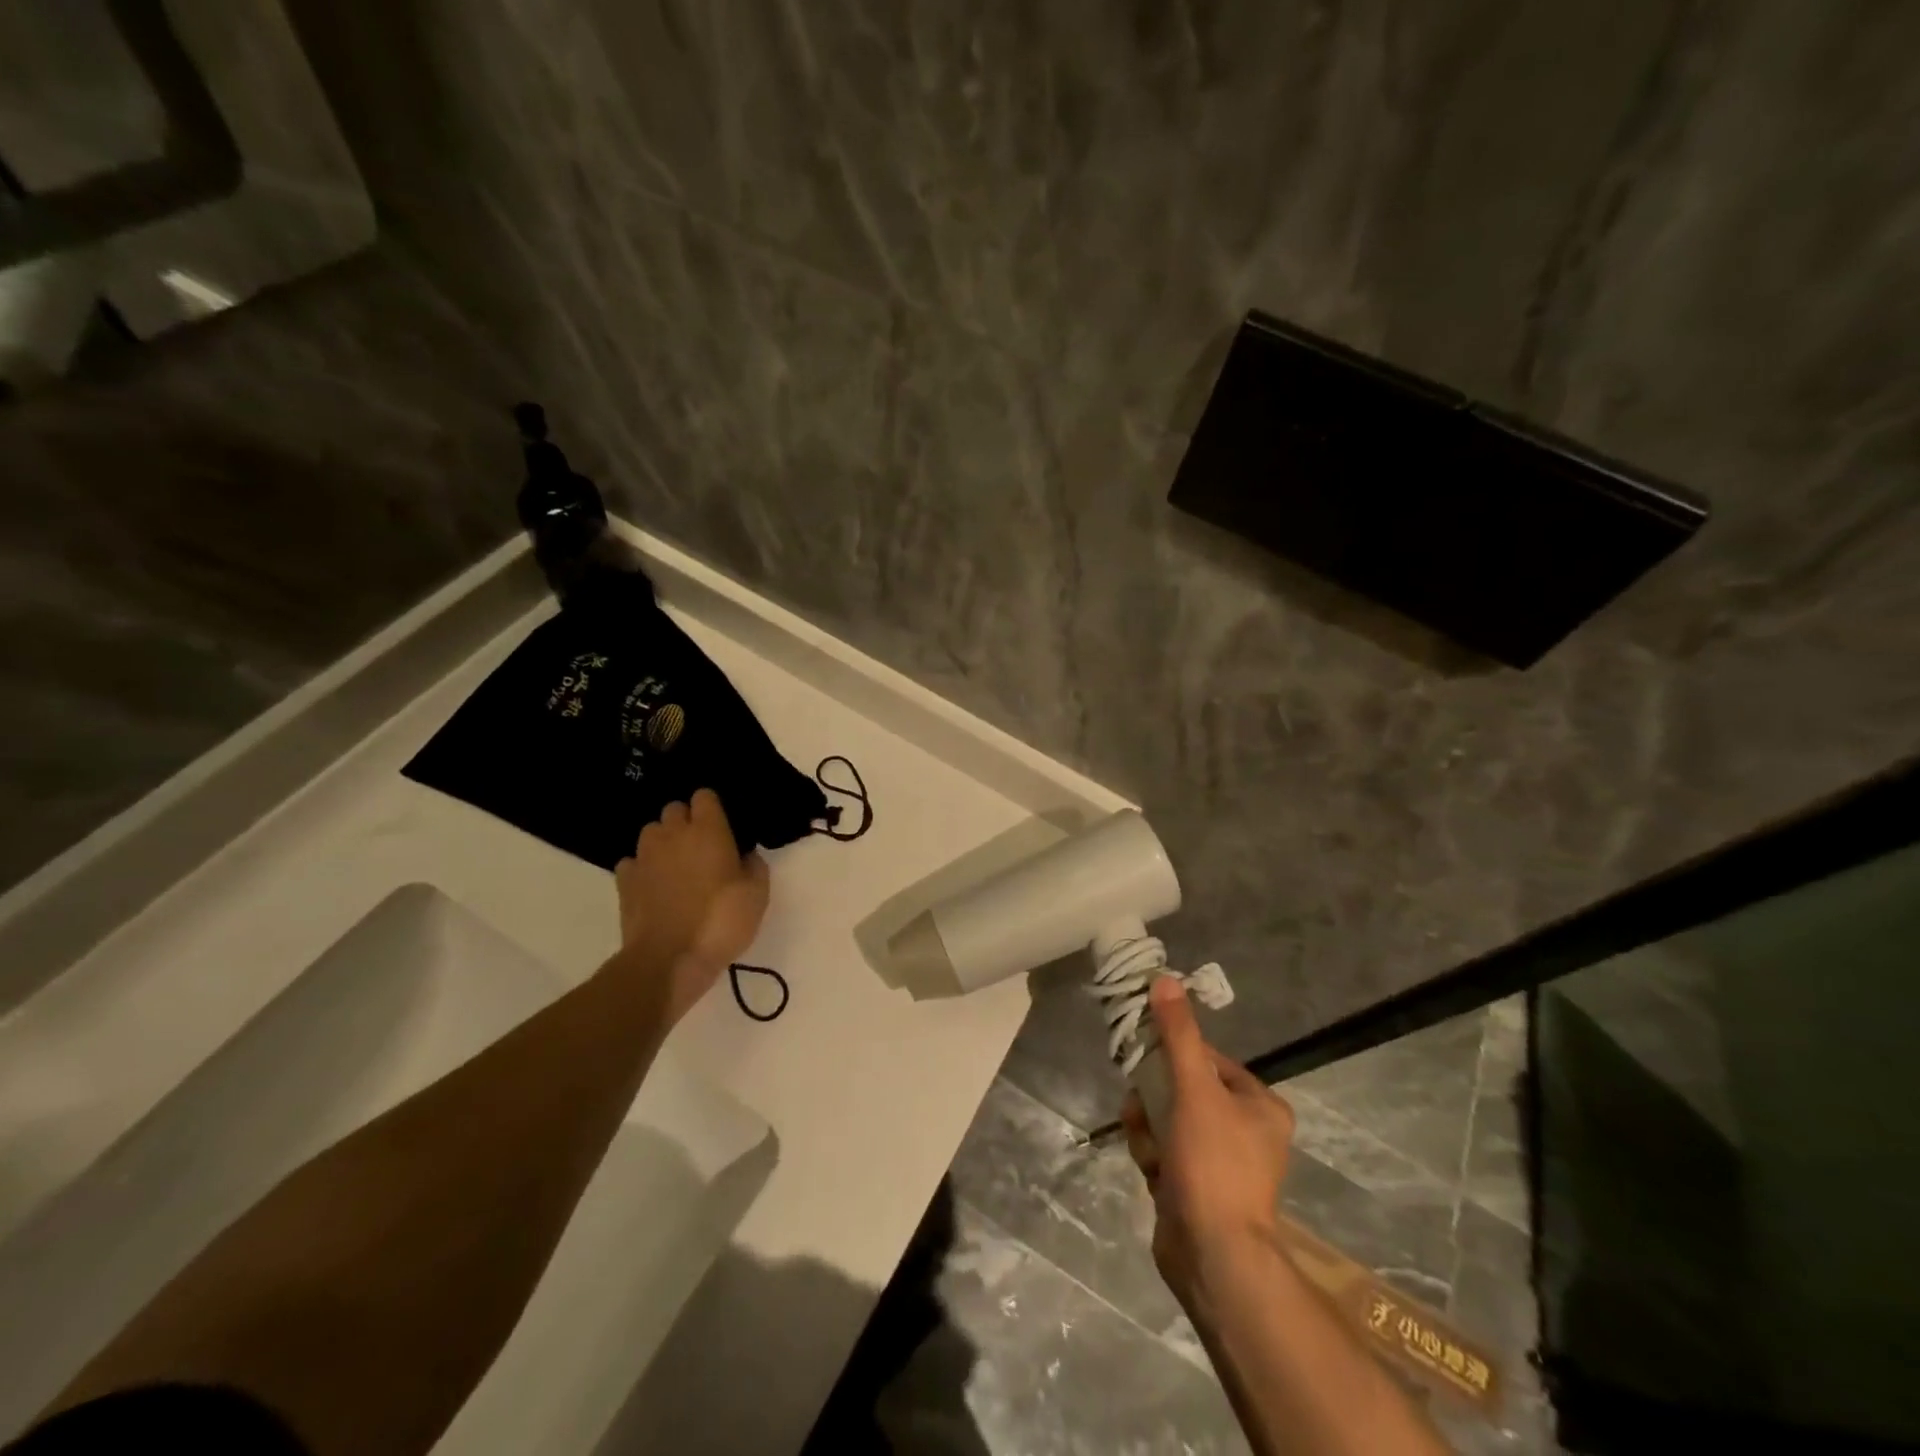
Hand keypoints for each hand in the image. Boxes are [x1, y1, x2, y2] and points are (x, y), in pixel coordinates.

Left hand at [613, 789, 769, 1020]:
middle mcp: (672, 834)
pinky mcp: (624, 881)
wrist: (668, 960)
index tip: (723, 825)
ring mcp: (644, 856)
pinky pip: (632, 861)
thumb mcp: (757, 896)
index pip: (705, 796)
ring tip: (676, 864)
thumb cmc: (720, 922)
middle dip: (686, 821)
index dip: (713, 807)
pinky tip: (653, 885)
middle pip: (674, 809)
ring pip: (651, 831)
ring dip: (663, 841)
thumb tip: (745, 855)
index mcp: (708, 831)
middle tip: (702, 846)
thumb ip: (754, 866)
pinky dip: (642, 867)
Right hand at [1122, 977, 1294, 1306]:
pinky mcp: (1197, 1187)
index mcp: (1260, 1105)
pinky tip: (1152, 1170)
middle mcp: (1247, 1130)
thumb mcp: (1195, 1089)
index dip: (1174, 1055)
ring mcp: (1221, 1162)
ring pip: (1168, 1119)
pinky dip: (1153, 1154)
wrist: (1213, 1257)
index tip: (1147, 1059)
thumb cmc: (1213, 1163)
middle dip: (1155, 1097)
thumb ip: (1178, 1034)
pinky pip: (1166, 1151)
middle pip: (1183, 1089)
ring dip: (1149, 1127)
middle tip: (1142, 1107)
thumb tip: (1165, 979)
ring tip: (1149, 1147)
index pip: (1208, 1059)